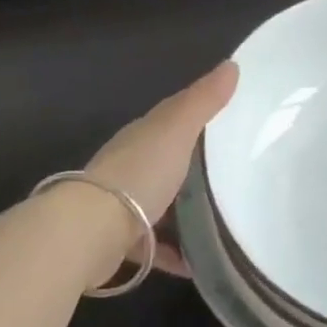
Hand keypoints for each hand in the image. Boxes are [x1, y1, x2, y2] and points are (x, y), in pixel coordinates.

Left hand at [85, 61, 237, 277]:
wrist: (90, 231)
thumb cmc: (139, 173)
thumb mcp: (177, 130)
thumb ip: (203, 101)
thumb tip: (232, 64)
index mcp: (143, 136)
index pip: (172, 118)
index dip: (197, 116)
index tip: (229, 121)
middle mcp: (130, 167)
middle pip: (167, 162)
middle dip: (194, 167)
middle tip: (235, 176)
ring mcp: (122, 205)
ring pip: (161, 205)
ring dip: (185, 213)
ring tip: (224, 222)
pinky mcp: (120, 242)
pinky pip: (155, 246)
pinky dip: (175, 253)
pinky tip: (199, 263)